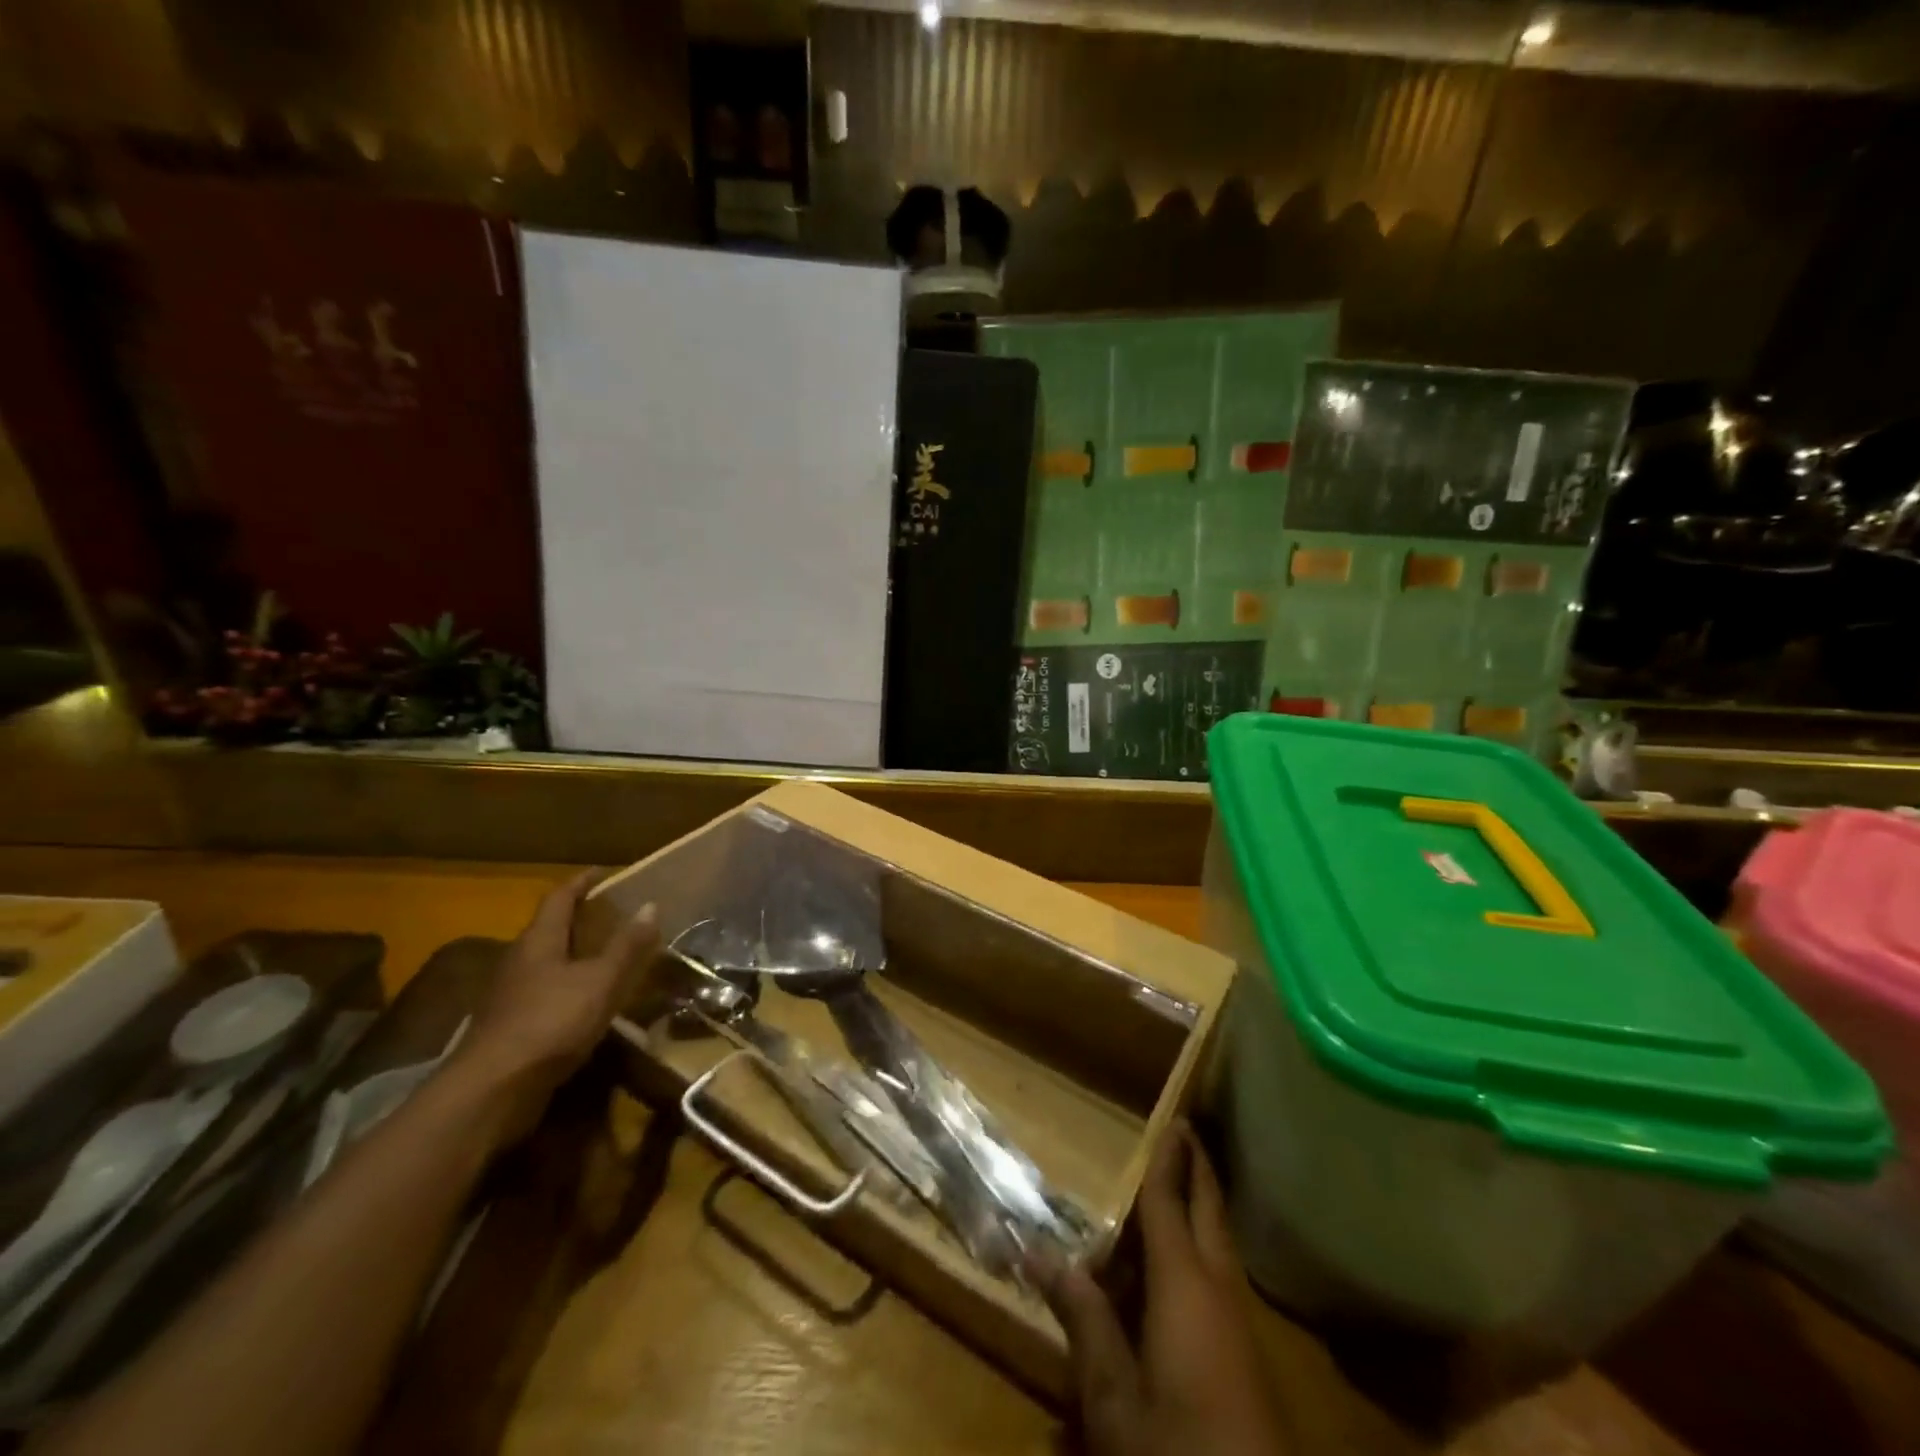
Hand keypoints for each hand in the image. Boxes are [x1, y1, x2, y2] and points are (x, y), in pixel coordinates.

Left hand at [452, 872, 659, 1145]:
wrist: (492, 1091)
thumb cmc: (550, 1023)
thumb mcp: (600, 981)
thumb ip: (627, 946)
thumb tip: (651, 905)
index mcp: (538, 941)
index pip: (560, 898)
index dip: (582, 882)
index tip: (605, 872)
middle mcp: (519, 961)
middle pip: (550, 928)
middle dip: (581, 918)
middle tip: (616, 914)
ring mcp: (511, 996)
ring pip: (547, 962)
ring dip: (575, 954)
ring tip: (609, 955)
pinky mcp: (511, 1026)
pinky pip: (545, 992)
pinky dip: (569, 986)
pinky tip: (589, 1001)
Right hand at [1039, 1124, 1287, 1455]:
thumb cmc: (1176, 1450)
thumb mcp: (1112, 1394)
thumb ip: (1082, 1318)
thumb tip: (1039, 1252)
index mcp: (1184, 1285)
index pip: (1169, 1203)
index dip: (1168, 1160)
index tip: (1174, 1117)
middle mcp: (1219, 1289)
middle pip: (1208, 1213)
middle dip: (1197, 1170)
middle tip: (1184, 1133)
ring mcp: (1239, 1326)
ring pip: (1216, 1247)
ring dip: (1195, 1214)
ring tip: (1165, 1196)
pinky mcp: (1247, 1358)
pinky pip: (1217, 1281)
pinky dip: (1194, 1256)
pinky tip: (1167, 1277)